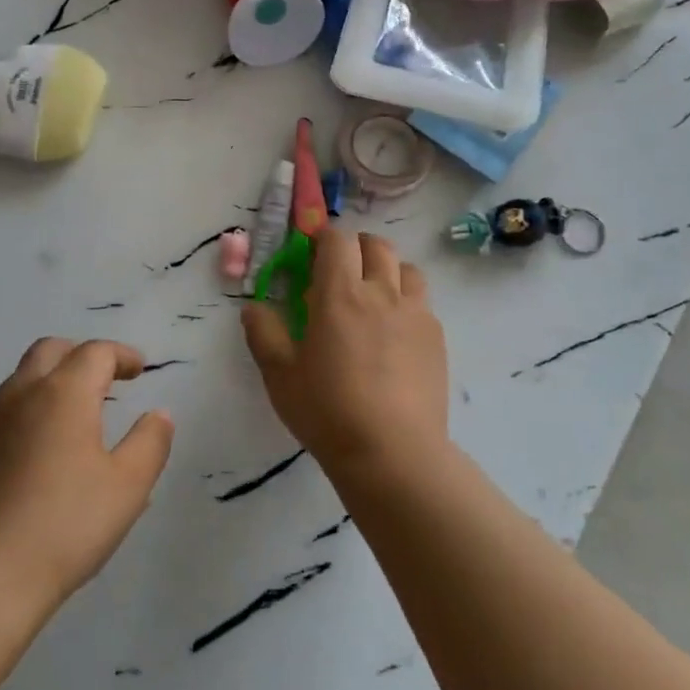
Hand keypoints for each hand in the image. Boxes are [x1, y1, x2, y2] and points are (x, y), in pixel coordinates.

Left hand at [0, 339, 174, 610]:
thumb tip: (159, 415)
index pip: (95, 353)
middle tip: (105, 378)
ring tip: (76, 415)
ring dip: (52, 382)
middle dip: (81, 355)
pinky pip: (3, 415)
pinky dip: (29, 414)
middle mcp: (22, 396)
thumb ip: (150, 443)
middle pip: (50, 351)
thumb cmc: (66, 526)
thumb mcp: (128, 486)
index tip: (140, 369)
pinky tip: (40, 454)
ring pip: (22, 380)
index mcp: (63, 394)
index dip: (121, 355)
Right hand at [242, 228, 447, 481]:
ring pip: (407, 268)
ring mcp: (415, 313)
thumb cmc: (327, 411)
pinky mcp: (436, 338)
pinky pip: (423, 301)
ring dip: (387, 269)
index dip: (323, 237)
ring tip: (372, 294)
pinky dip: (406, 300)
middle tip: (339, 269)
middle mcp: (381, 292)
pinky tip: (395, 331)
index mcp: (339, 294)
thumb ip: (264, 333)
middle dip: (355, 247)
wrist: (393, 453)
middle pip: (376, 245)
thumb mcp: (279, 375)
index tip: (310, 251)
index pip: (337, 240)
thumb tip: (253, 306)